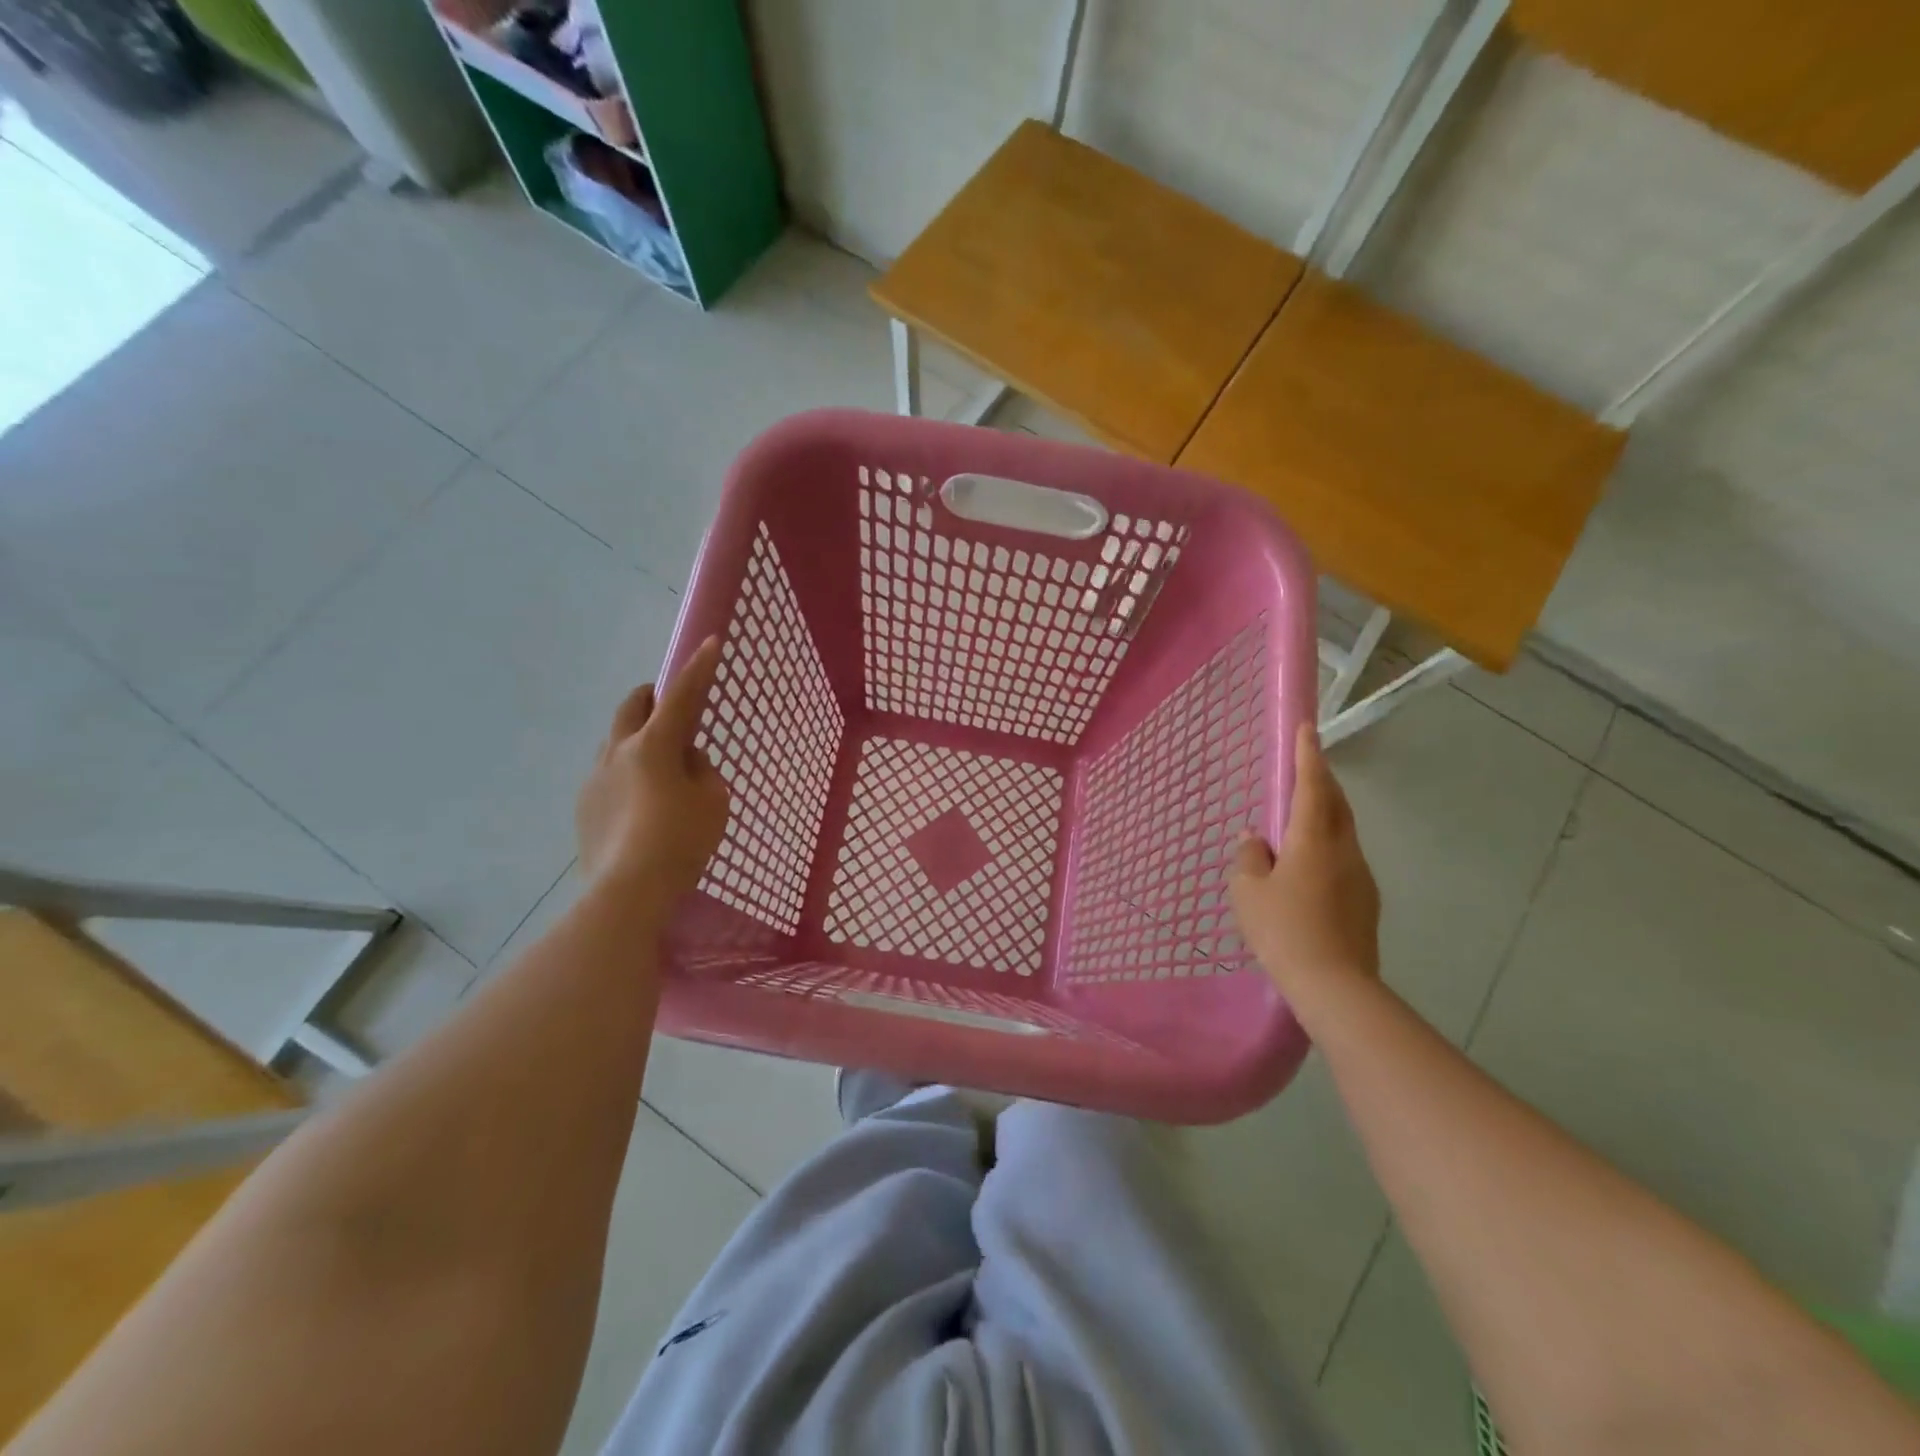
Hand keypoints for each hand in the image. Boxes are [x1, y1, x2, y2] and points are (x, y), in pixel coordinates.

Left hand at [576, 636, 730, 904]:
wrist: (627, 892)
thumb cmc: (681, 842)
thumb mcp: (713, 802)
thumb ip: (702, 771)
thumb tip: (684, 761)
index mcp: (654, 745)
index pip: (681, 696)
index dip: (699, 668)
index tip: (710, 642)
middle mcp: (618, 752)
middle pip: (631, 707)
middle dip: (651, 697)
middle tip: (669, 704)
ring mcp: (595, 779)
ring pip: (615, 741)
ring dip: (637, 738)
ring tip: (658, 764)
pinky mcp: (584, 807)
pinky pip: (608, 774)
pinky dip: (626, 772)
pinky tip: (640, 804)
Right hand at [1230, 723, 1379, 994]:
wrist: (1335, 986)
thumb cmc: (1283, 931)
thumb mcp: (1248, 893)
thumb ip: (1249, 858)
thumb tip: (1255, 840)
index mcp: (1313, 840)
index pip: (1312, 787)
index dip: (1309, 756)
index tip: (1308, 729)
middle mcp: (1343, 850)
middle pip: (1337, 804)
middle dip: (1323, 781)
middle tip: (1306, 767)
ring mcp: (1361, 876)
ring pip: (1344, 832)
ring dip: (1326, 815)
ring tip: (1302, 818)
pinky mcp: (1366, 901)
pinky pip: (1345, 859)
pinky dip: (1328, 846)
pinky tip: (1309, 867)